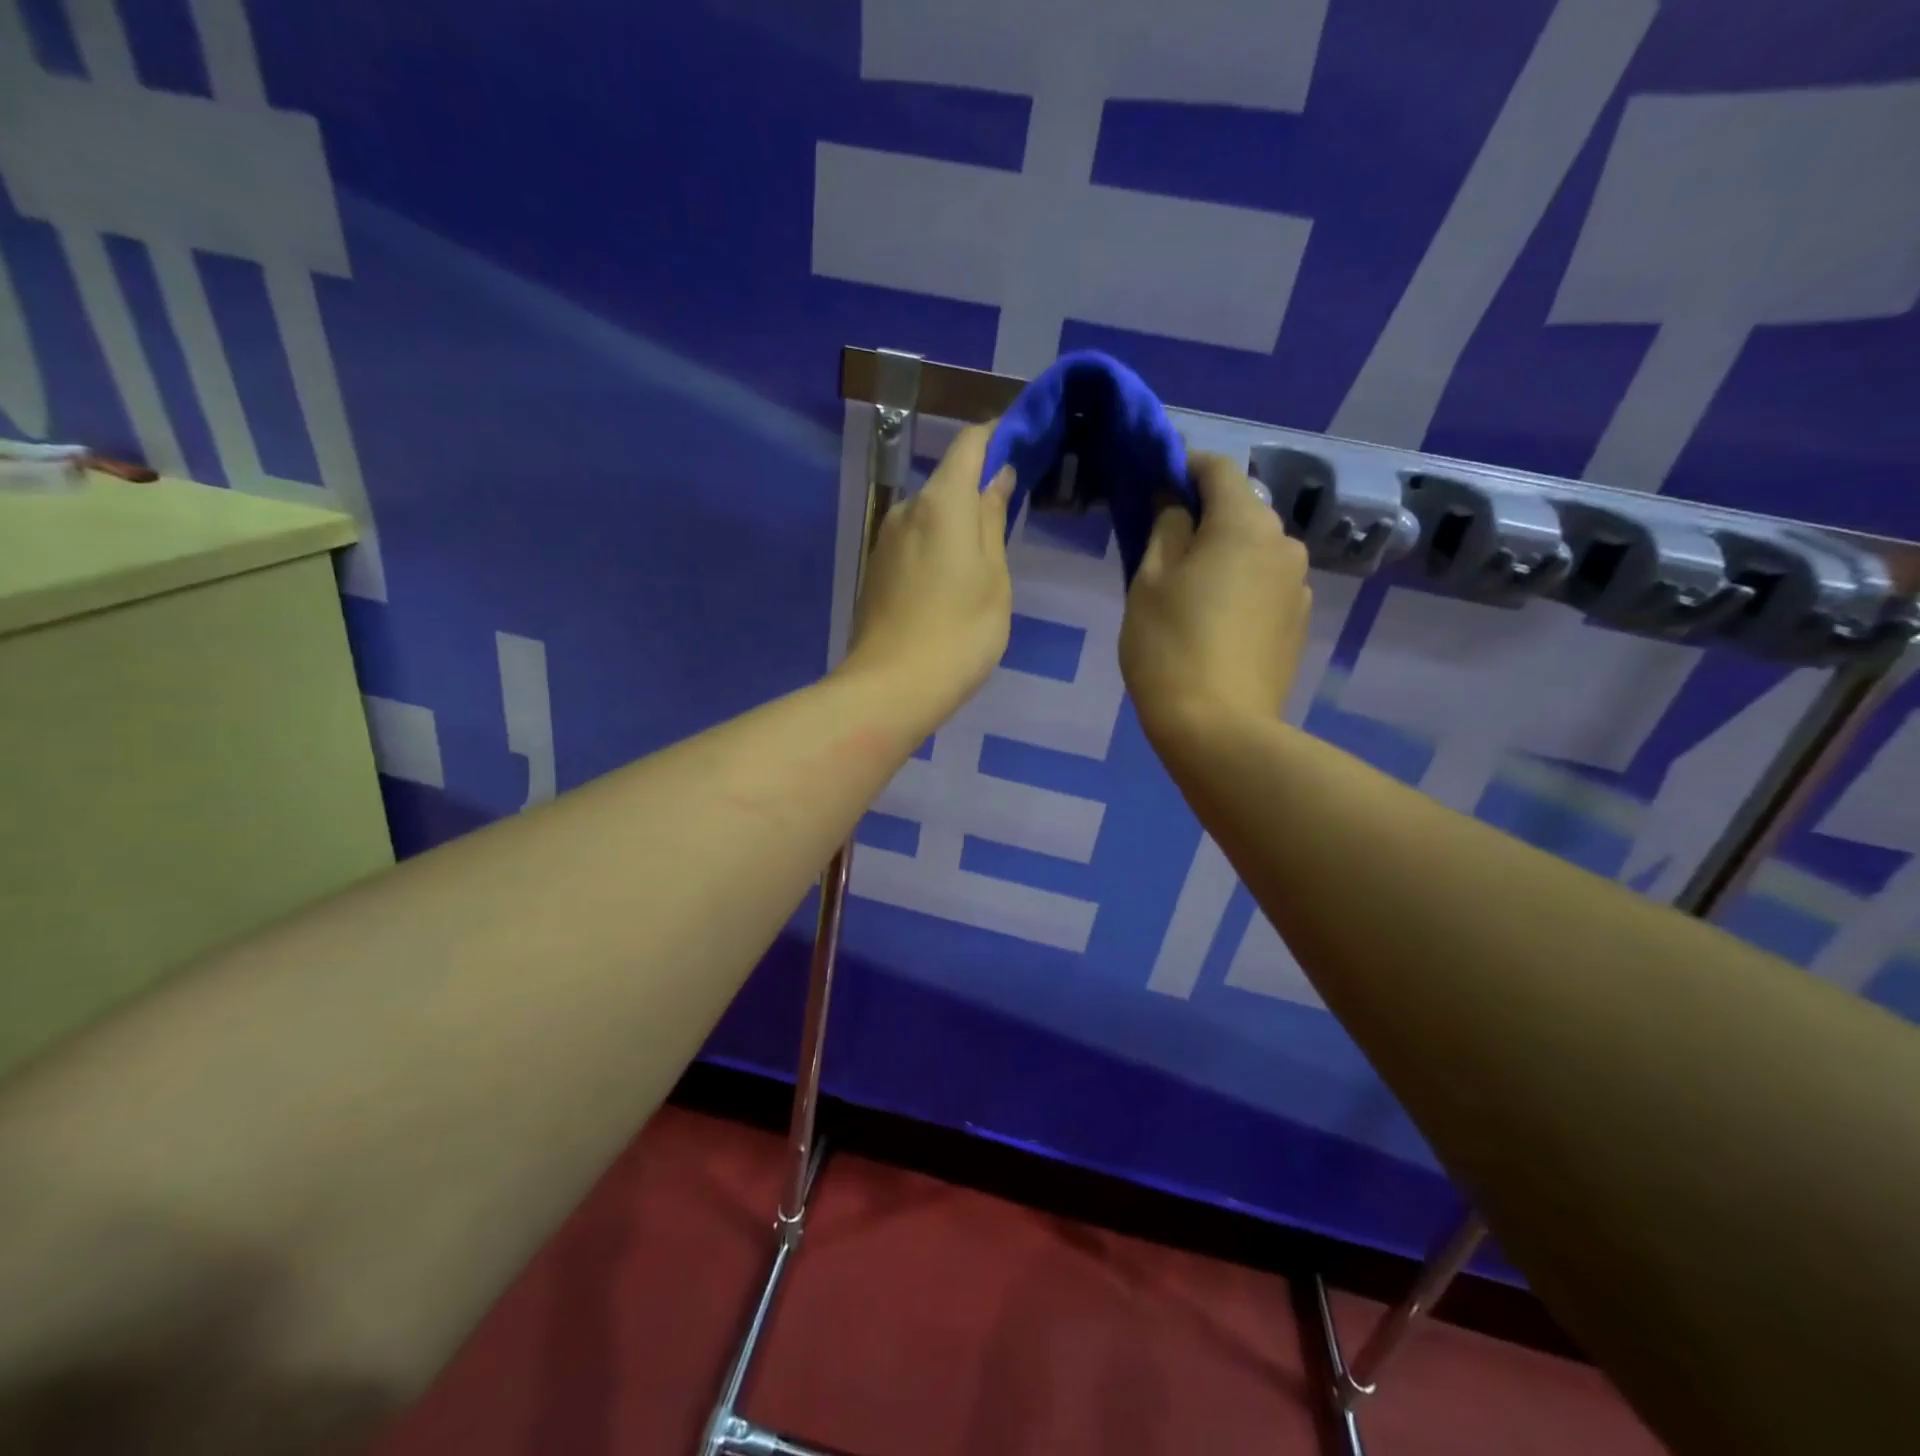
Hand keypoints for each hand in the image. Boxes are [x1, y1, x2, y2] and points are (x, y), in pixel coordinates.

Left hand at [841, 422, 1013, 731]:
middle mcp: (907, 509)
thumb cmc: (960, 633)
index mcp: (942, 502)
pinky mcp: (876, 570)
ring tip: (982, 567)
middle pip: (948, 482)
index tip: (1023, 443)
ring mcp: (885, 540)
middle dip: (978, 491)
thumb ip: (993, 520)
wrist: (892, 688)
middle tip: (1010, 522)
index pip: (969, 444)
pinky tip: (950, 588)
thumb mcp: (994, 577)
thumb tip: (995, 476)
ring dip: (956, 526)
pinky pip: (914, 543)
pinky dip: (936, 550)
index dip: (997, 435)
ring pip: (930, 516)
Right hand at [1119, 452, 1310, 740]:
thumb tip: (1177, 505)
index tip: (1157, 480)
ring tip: (1189, 591)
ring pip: (1255, 551)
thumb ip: (1166, 529)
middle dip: (1204, 516)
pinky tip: (1215, 622)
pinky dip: (1241, 587)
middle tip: (1164, 545)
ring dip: (1224, 555)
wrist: (1219, 729)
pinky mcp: (1299, 624)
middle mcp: (1284, 544)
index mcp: (1245, 524)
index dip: (1185, 466)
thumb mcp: (1149, 582)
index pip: (1218, 469)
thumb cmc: (1170, 647)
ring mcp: (1299, 586)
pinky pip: (1265, 586)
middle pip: (1241, 511)